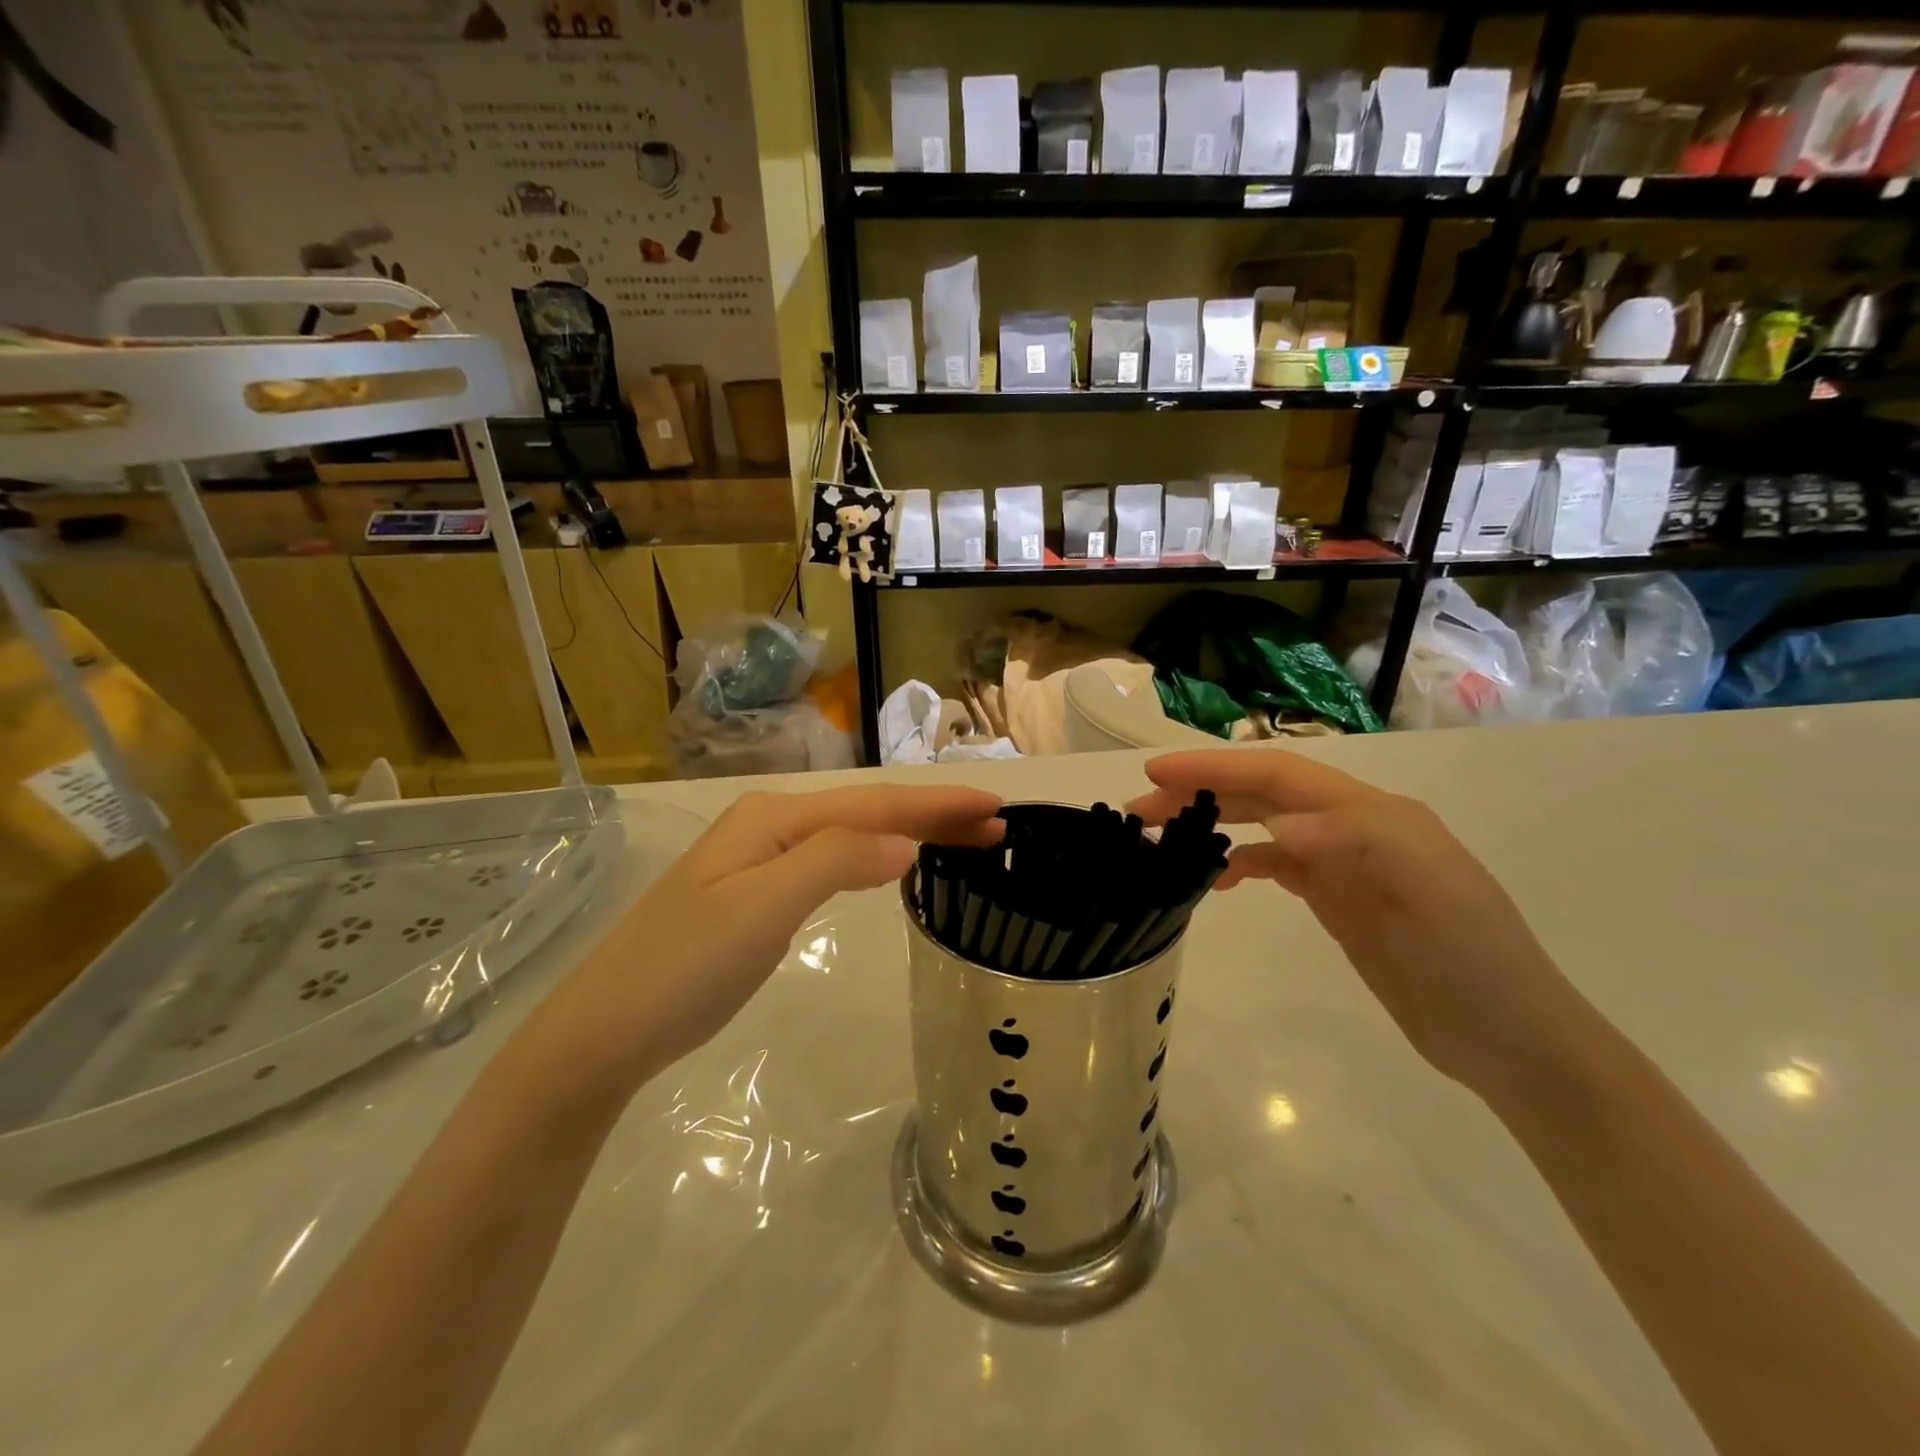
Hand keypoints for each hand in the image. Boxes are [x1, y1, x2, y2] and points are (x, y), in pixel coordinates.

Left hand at [538, 785, 1005, 1097]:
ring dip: (910, 832)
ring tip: (961, 839)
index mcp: (775, 819)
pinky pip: (835, 860)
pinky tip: (893, 862)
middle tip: (995, 824)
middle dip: (933, 814)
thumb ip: (834, 863)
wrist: (607, 1029)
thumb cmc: (685, 968)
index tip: (995, 808)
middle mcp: (771, 825)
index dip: (937, 805)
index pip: (874, 804)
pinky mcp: (759, 892)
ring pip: (853, 834)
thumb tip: (905, 842)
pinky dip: (876, 855)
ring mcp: (762, 859)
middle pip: (867, 811)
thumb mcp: (762, 910)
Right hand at [1130, 749, 1587, 1095]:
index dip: (1217, 768)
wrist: (1511, 1039)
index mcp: (1372, 814)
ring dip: (1212, 822)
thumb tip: (1277, 826)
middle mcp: (1353, 827)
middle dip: (1200, 792)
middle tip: (1139, 810)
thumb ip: (1357, 845)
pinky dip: (1239, 863)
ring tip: (1160, 836)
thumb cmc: (1474, 962)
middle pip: (1262, 794)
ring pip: (1262, 825)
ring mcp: (1343, 863)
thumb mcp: (1430, 896)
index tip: (1157, 773)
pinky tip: (1216, 879)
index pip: (1280, 774)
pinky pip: (1275, 865)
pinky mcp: (1337, 898)